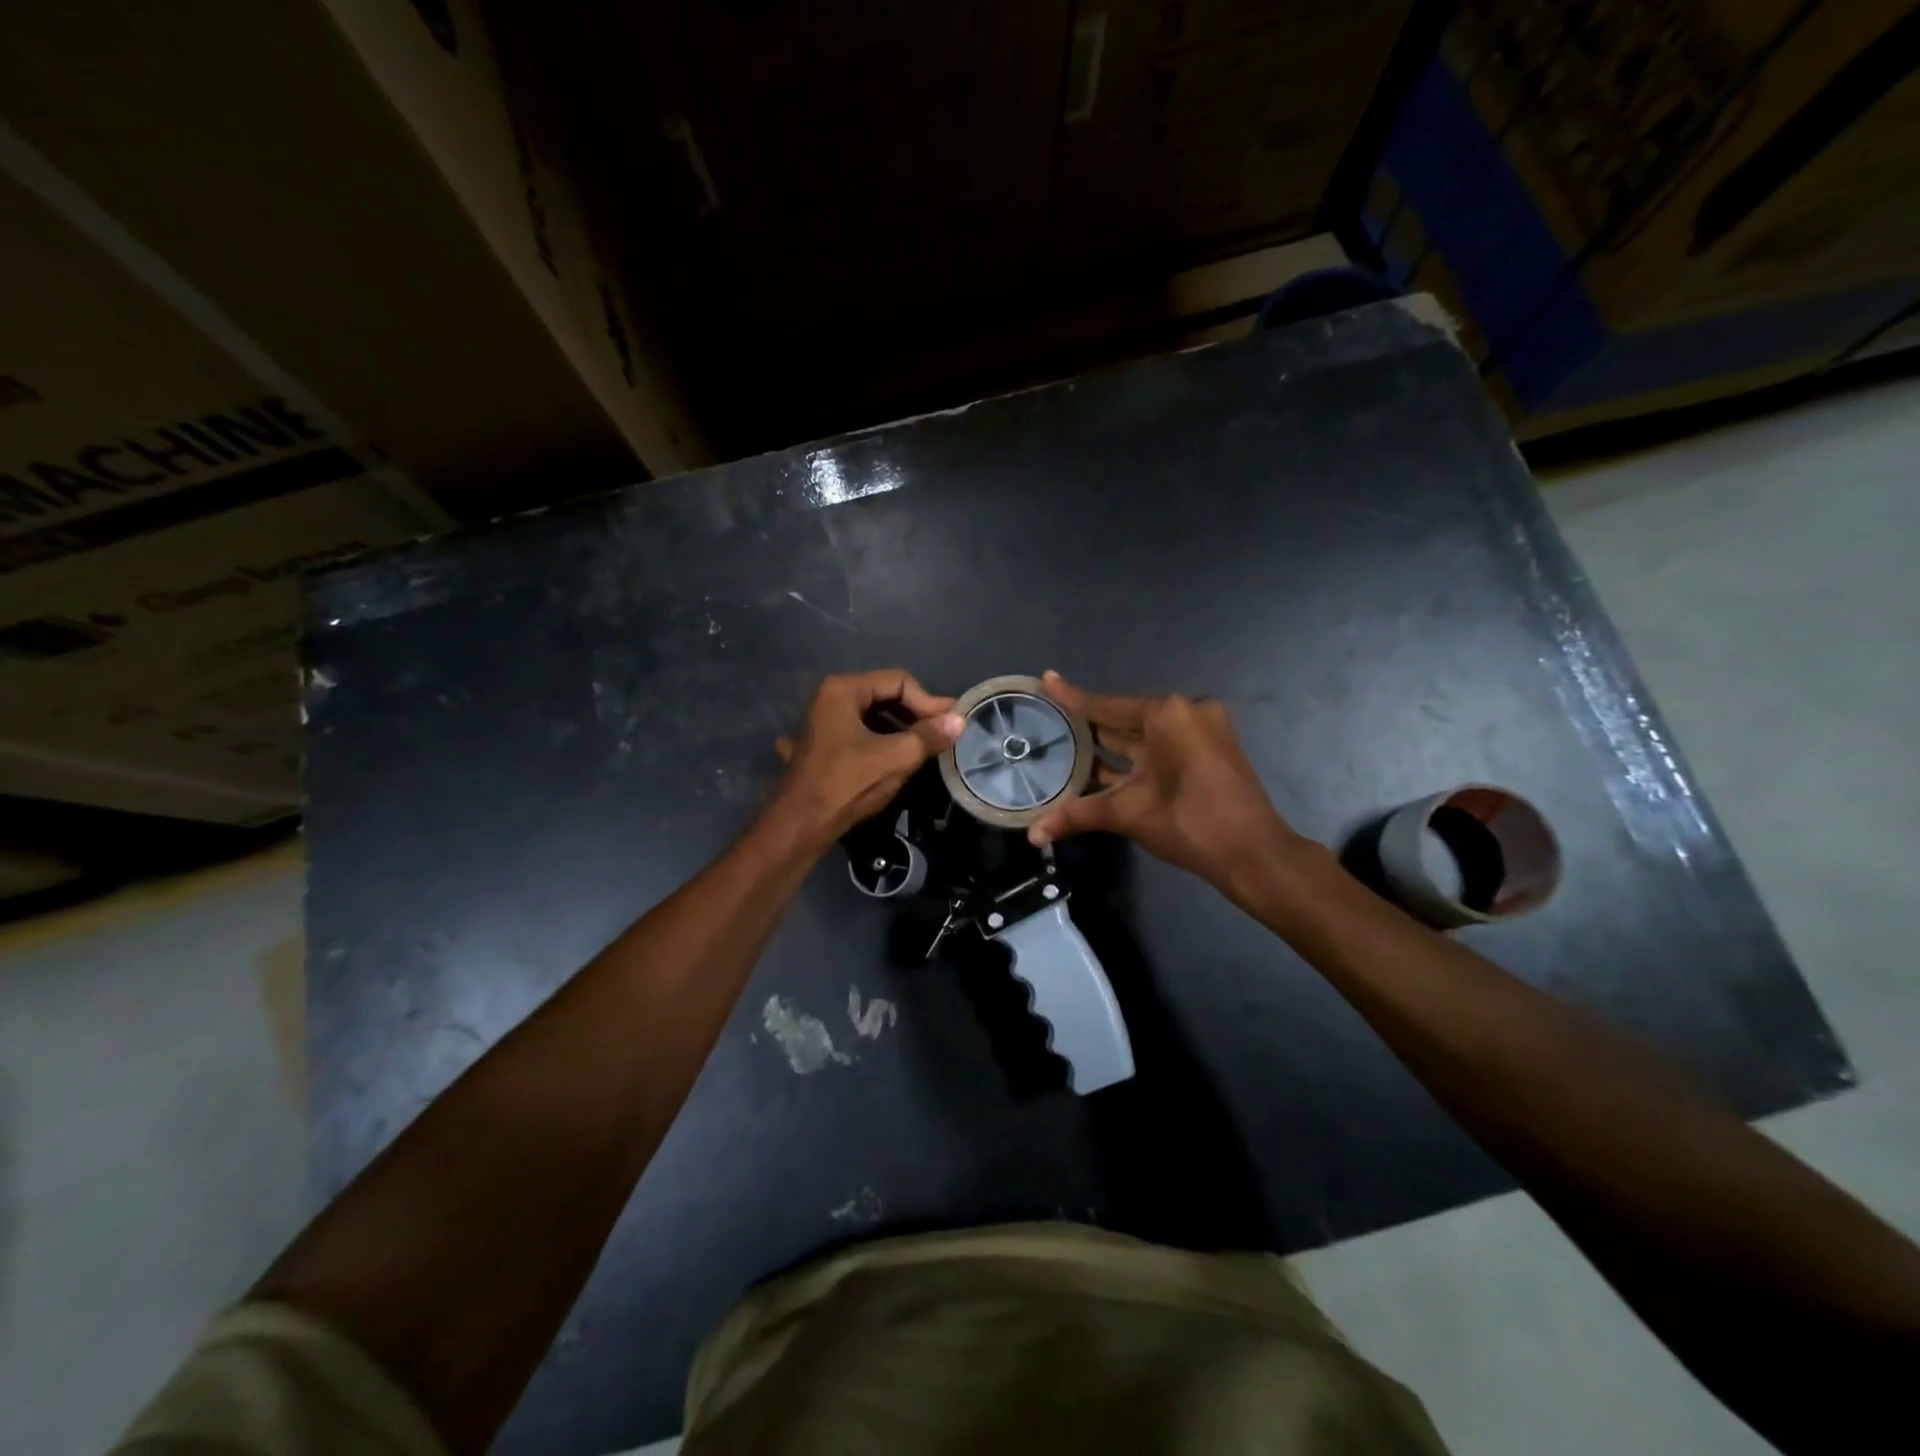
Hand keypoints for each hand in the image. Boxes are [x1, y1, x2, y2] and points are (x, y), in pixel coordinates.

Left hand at [770, 670, 962, 846]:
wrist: (799, 825)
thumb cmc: (847, 785)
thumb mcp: (895, 759)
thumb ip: (929, 736)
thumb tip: (960, 720)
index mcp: (843, 690)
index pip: (899, 681)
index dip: (928, 702)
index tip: (950, 724)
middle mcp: (829, 697)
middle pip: (885, 695)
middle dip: (915, 714)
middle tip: (942, 734)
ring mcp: (822, 721)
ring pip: (872, 716)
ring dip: (900, 729)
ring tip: (925, 748)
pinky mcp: (822, 744)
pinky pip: (859, 733)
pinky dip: (881, 740)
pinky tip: (897, 758)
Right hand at [1027, 671, 1300, 889]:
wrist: (1254, 854)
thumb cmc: (1191, 823)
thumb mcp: (1129, 814)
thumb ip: (1078, 815)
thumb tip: (1032, 834)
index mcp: (1167, 715)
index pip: (1106, 706)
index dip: (1072, 697)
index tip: (1046, 678)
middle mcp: (1185, 712)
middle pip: (1124, 719)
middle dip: (1088, 726)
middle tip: (1048, 721)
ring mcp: (1201, 731)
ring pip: (1142, 736)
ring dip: (1109, 746)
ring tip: (1065, 744)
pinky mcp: (1208, 751)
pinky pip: (1160, 747)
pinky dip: (1132, 758)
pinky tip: (1099, 768)